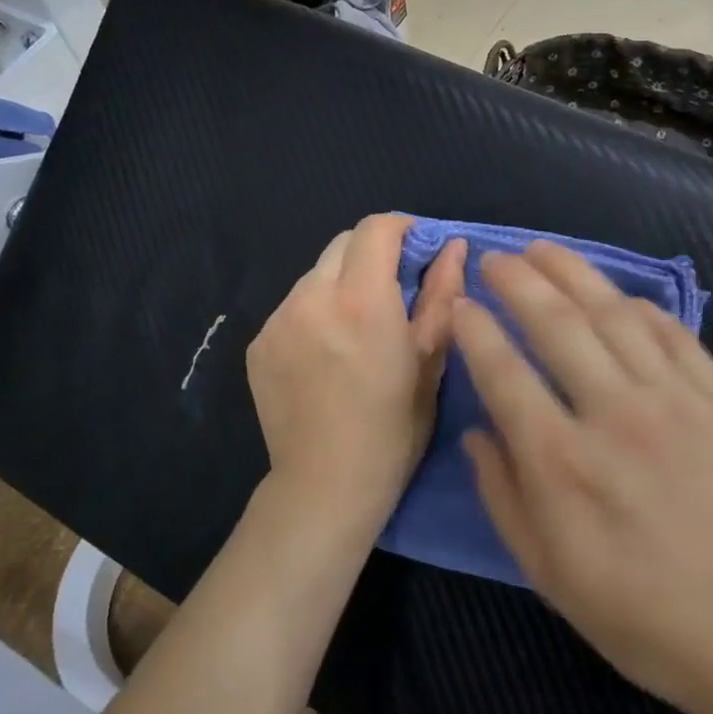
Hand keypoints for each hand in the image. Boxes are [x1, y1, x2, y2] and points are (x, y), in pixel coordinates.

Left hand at [247, 215, 466, 536]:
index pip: (376, 229)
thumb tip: (453, 246)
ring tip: (358, 328)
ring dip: (342, 283)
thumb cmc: (393, 429)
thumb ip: (441, 295)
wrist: (324, 485)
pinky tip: (327, 353)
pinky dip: (316, 311)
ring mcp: (278, 319)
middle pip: (343, 243)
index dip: (402, 228)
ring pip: (316, 274)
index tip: (419, 249)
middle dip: (372, 253)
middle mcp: (312, 298)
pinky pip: (293, 305)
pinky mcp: (259, 342)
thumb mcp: (430, 362)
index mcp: (362, 301)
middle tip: (394, 290)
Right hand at [453, 242, 712, 713]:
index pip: (503, 370)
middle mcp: (615, 415)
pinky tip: (617, 295)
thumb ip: (503, 495)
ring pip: (613, 313)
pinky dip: (639, 306)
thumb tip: (476, 432)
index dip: (474, 329)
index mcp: (562, 463)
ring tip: (542, 250)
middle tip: (494, 259)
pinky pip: (673, 333)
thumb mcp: (548, 573)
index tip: (459, 305)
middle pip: (556, 322)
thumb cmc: (642, 616)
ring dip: (572, 273)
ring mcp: (676, 400)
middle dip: (516, 281)